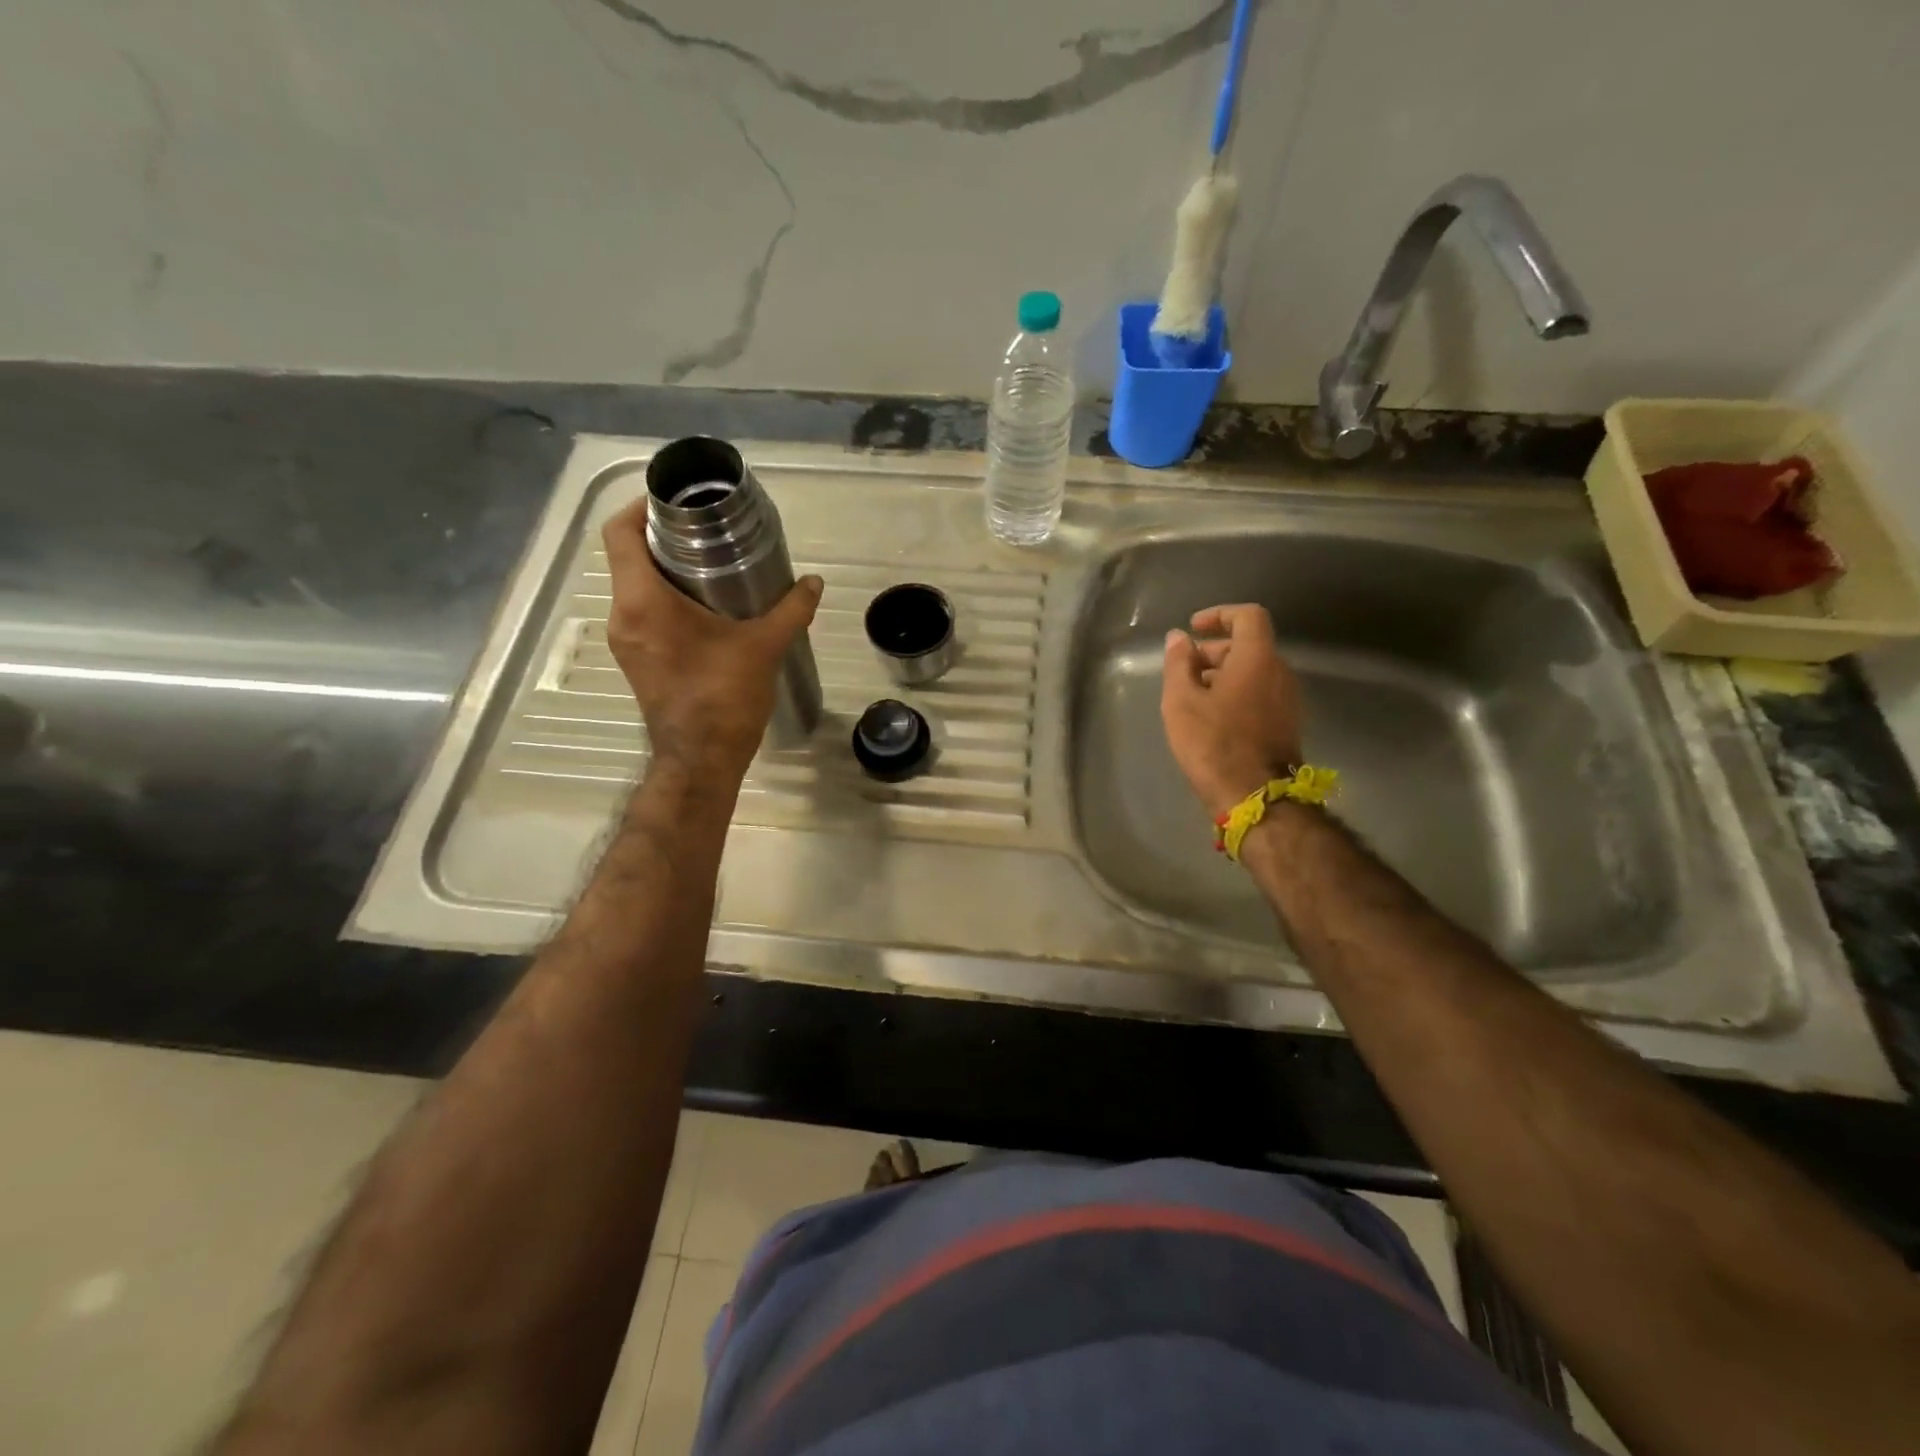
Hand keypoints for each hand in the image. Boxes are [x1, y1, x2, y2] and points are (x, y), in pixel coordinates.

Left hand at [602, 498, 822, 784]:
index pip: (619, 534)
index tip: (675, 502)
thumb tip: (814, 582)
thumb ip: (791, 609)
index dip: (640, 507)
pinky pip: (643, 613)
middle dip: (662, 538)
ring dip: (665, 570)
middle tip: (706, 530)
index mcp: (642, 602)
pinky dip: (666, 599)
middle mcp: (622, 616)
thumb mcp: (763, 647)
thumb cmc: (724, 697)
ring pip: (635, 587)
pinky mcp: (637, 660)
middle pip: (627, 557)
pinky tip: (705, 606)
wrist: (701, 760)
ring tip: (710, 564)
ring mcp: (626, 641)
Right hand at [1161, 604, 1304, 817]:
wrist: (1256, 797)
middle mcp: (1279, 672)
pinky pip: (1260, 693)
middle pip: (1249, 645)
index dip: (1220, 615)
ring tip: (1192, 696)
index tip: (1194, 627)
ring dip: (1223, 674)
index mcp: (1257, 658)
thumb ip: (1179, 663)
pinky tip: (1211, 718)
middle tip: (1184, 670)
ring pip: (1254, 671)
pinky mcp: (1286, 724)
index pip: (1248, 616)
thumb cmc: (1213, 743)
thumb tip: (1179, 637)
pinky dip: (1236, 693)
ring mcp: (1287, 700)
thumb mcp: (1181, 701)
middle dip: (1215, 650)